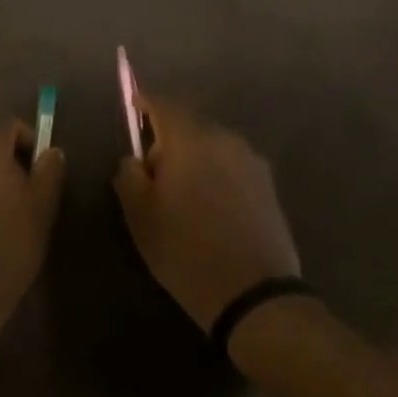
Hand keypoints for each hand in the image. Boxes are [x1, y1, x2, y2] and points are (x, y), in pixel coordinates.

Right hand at [114, 98, 299, 329]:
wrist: (254, 295)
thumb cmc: (187, 251)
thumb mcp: (141, 217)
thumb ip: (129, 177)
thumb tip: (134, 160)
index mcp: (191, 141)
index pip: (165, 104)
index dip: (146, 101)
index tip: (134, 105)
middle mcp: (224, 140)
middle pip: (190, 124)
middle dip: (168, 138)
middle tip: (152, 171)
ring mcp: (251, 161)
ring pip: (212, 145)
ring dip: (194, 157)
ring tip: (182, 193)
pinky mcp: (268, 185)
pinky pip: (231, 165)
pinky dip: (215, 173)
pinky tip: (209, 206)